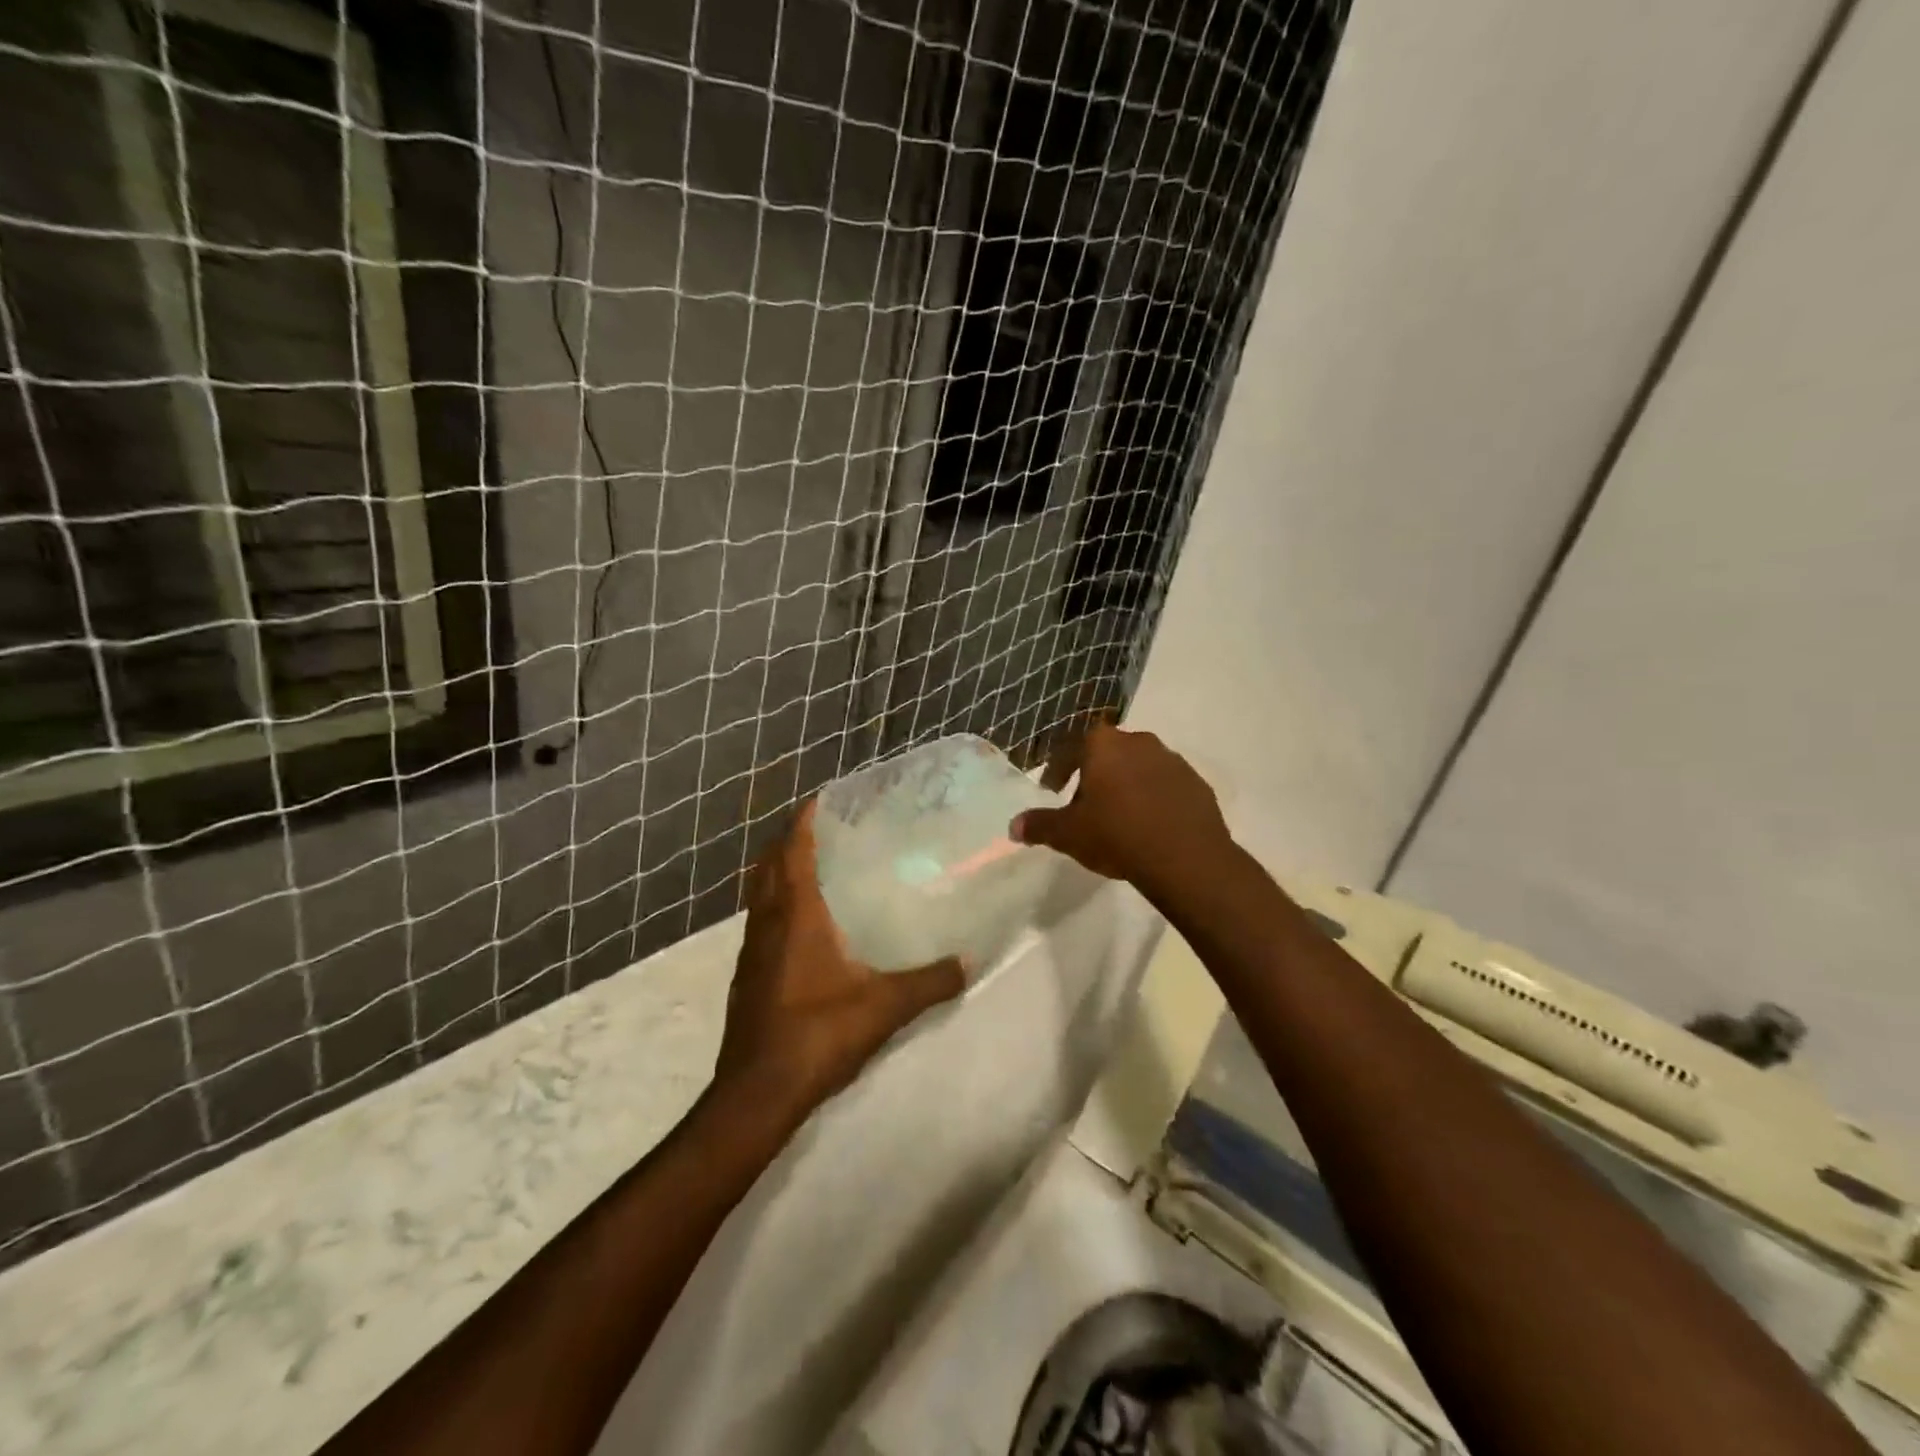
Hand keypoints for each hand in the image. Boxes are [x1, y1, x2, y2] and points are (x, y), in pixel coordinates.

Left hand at [713, 800, 965, 1128]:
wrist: (757, 1093)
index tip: (821, 798)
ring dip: (778, 872)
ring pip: (760, 894)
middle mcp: (767, 923)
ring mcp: (751, 950)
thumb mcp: (884, 1007)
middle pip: (768, 865)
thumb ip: (929, 983)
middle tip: (821, 828)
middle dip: (788, 840)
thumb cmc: (818, 1034)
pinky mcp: (747, 976)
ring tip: (813, 867)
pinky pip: (760, 922)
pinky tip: (802, 925)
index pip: (793, 850)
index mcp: (796, 916)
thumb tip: (969, 963)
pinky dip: (776, 905)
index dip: (803, 820)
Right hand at [1010, 721, 1232, 896]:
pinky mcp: (1197, 784)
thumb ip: (1039, 826)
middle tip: (1084, 804)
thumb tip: (1013, 826)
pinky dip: (1154, 798)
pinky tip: (1149, 826)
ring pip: (1139, 767)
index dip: (1058, 768)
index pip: (1071, 747)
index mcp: (1104, 745)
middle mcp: (1139, 742)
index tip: (1052, 789)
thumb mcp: (1068, 834)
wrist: (1185, 858)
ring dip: (1126, 785)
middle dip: (1094, 775)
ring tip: (1118, 816)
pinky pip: (1166, 786)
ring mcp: (1172, 761)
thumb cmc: (1117, 835)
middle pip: (1108, 754)